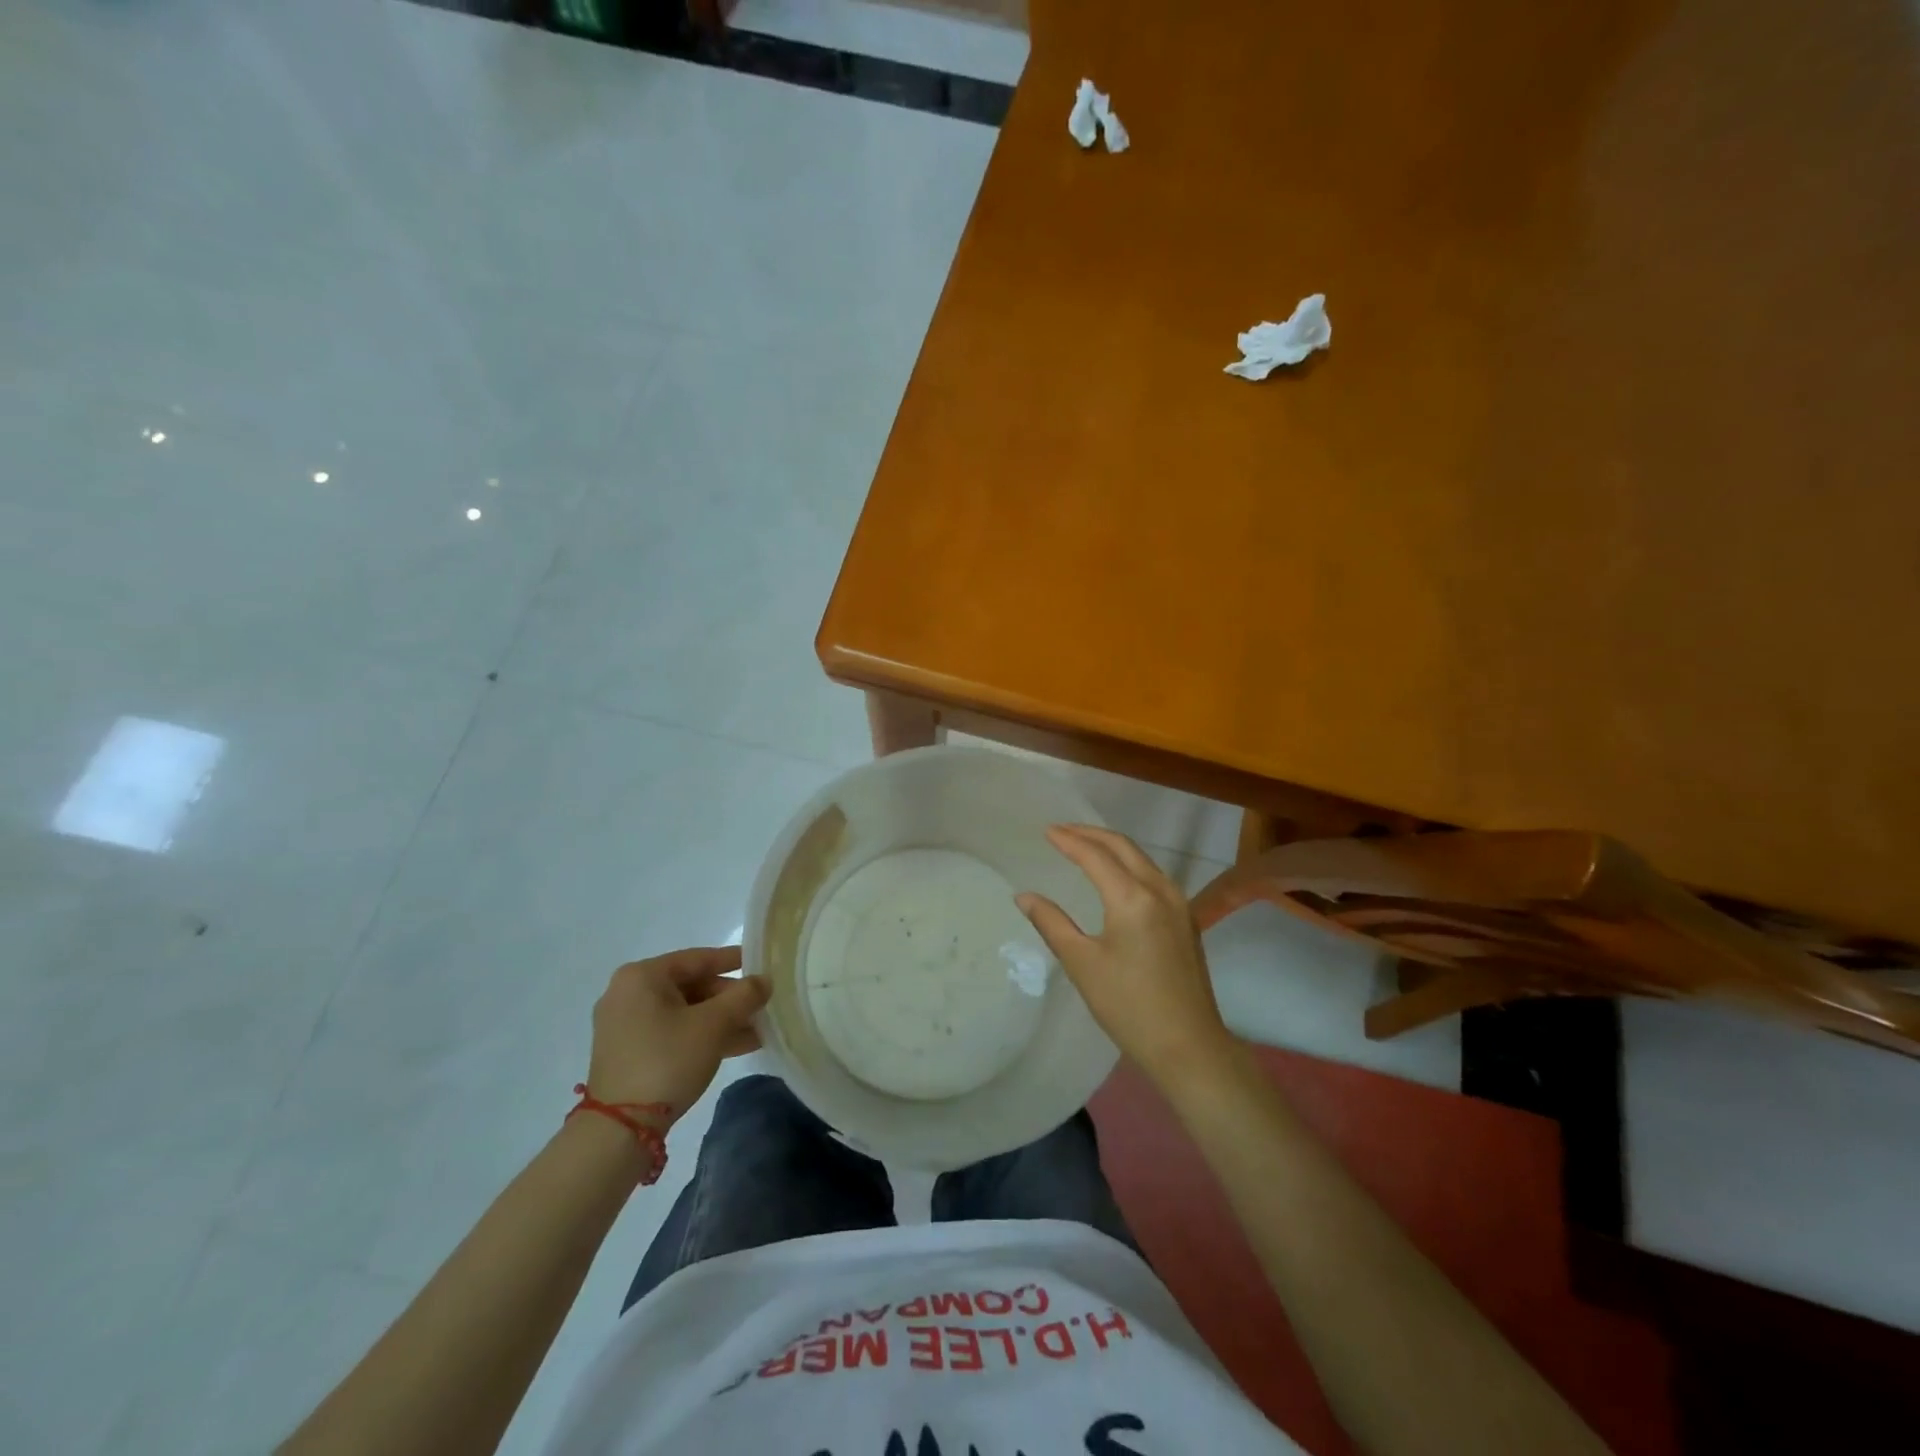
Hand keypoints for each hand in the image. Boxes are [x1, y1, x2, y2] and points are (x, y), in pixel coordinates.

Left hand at [584, 947, 769, 1121]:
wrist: (620, 1129)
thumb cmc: (667, 1060)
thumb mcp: (713, 1025)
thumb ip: (744, 996)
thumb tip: (765, 980)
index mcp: (642, 976)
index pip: (698, 958)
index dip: (733, 960)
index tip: (761, 964)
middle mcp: (629, 994)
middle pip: (692, 986)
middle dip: (730, 999)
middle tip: (763, 1006)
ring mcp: (626, 1025)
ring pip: (685, 1012)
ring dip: (722, 1020)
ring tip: (759, 1030)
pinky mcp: (630, 1052)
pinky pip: (674, 1032)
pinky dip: (702, 1036)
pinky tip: (737, 1046)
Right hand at [1016, 825, 1234, 1090]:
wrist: (1189, 1046)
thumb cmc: (1128, 1006)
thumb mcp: (1082, 964)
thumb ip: (1052, 923)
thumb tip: (1025, 896)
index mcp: (1132, 898)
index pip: (1095, 856)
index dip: (1069, 841)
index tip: (1047, 831)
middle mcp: (1160, 890)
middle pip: (1123, 847)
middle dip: (1091, 834)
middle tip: (1062, 831)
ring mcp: (1179, 904)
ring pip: (1142, 859)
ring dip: (1112, 847)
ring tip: (1085, 846)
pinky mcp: (1187, 919)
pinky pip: (1154, 876)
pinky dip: (1129, 864)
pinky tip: (1116, 876)